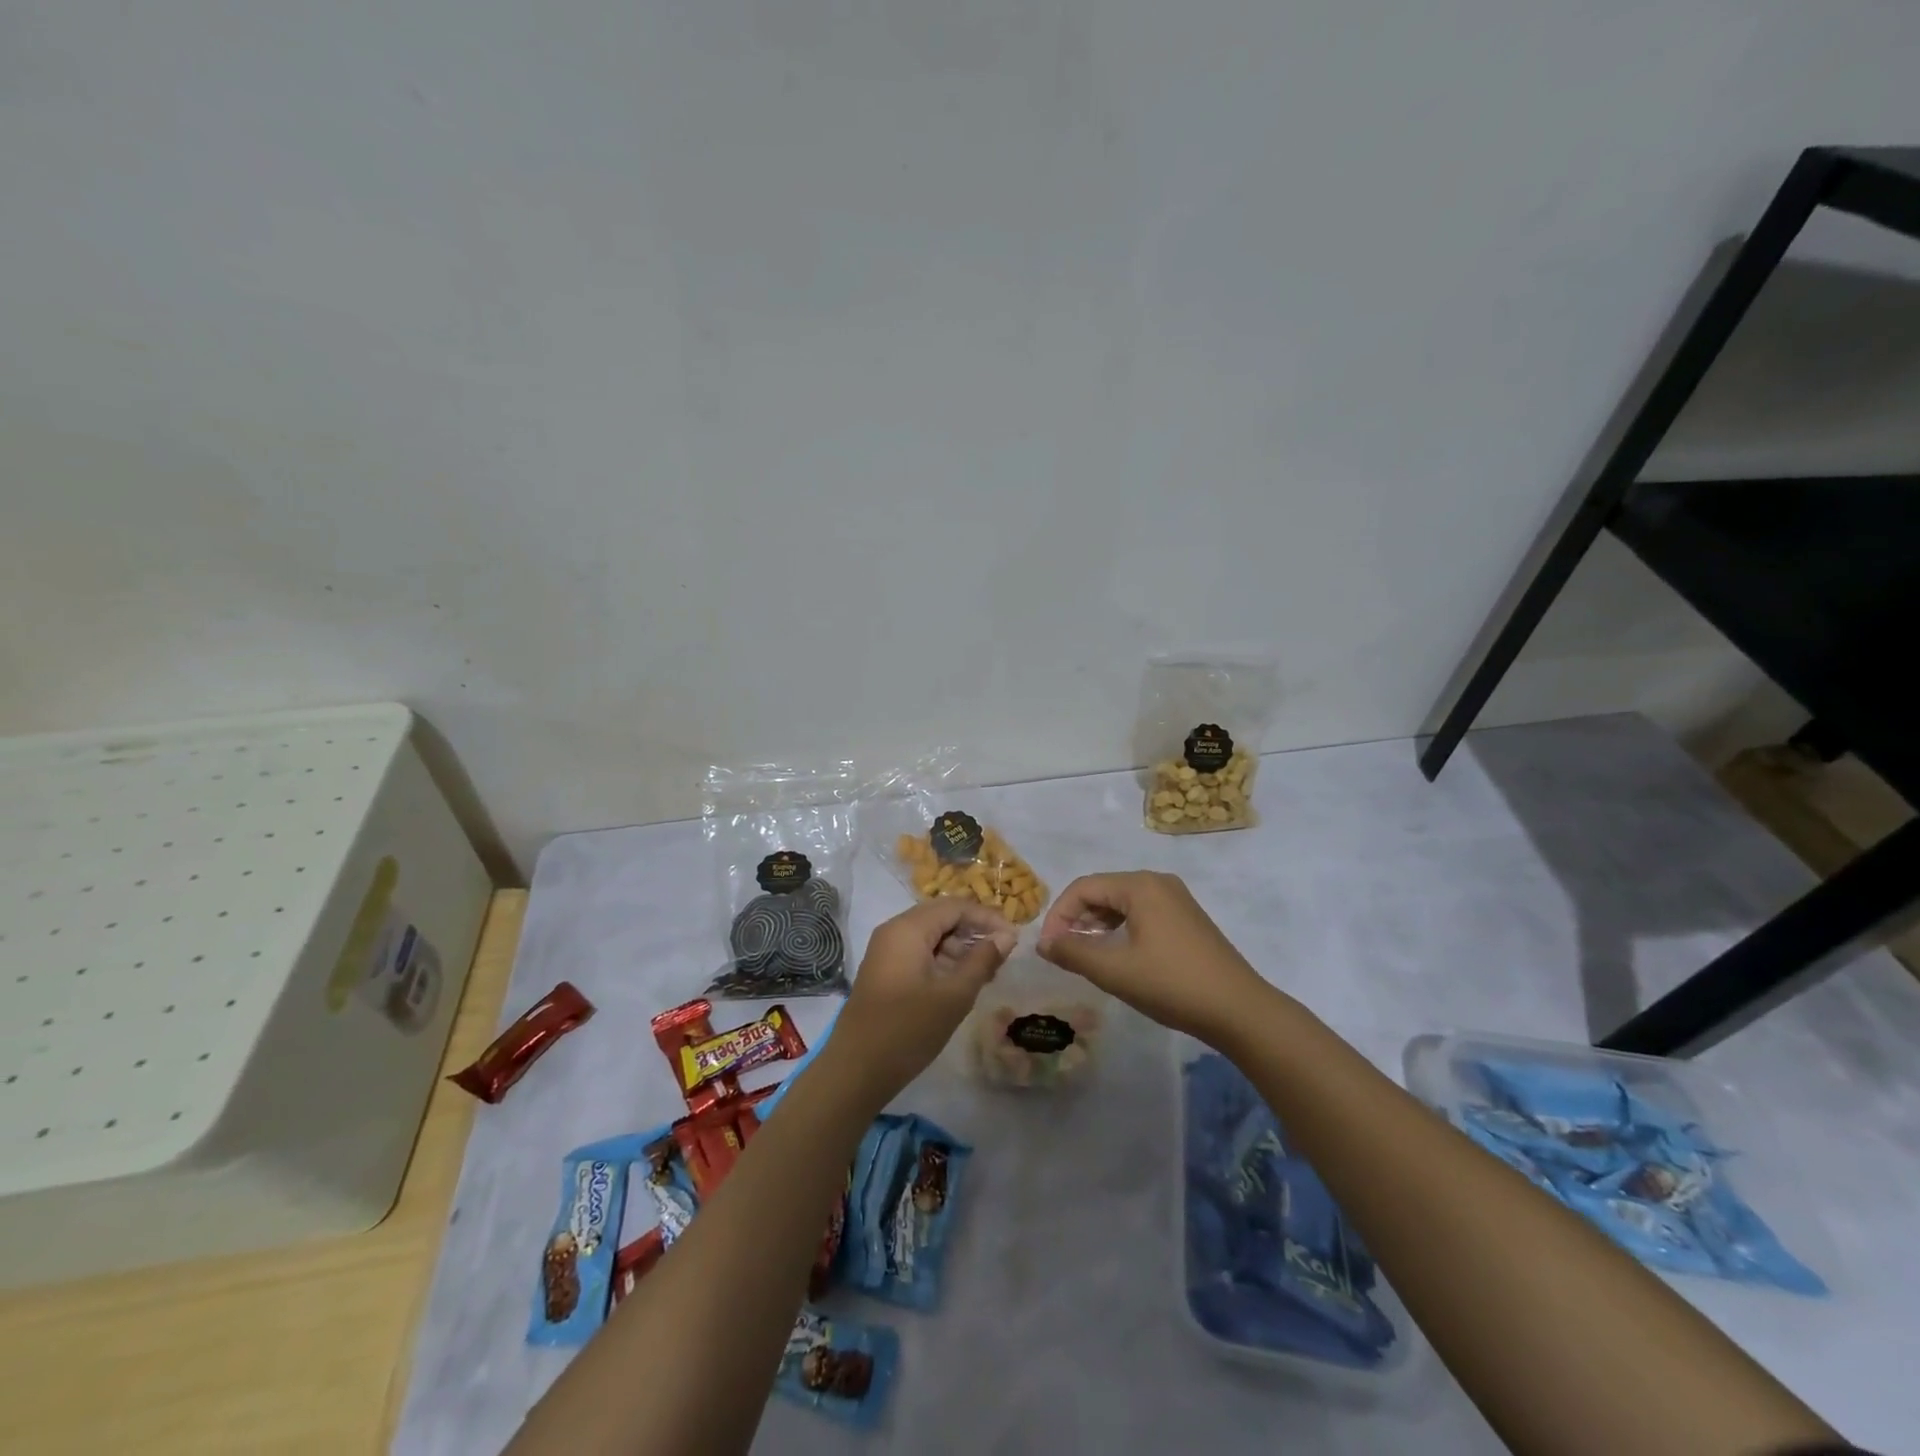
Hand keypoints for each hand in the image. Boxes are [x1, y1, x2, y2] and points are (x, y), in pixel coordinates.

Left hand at [826, 899, 1016, 1106]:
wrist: (855, 1071)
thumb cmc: (908, 1030)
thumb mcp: (953, 996)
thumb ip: (982, 961)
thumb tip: (1006, 937)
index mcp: (908, 928)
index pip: (955, 906)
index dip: (987, 917)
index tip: (1014, 937)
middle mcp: (894, 931)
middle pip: (942, 918)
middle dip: (974, 932)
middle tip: (1003, 956)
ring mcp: (886, 952)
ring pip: (931, 936)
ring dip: (960, 949)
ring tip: (988, 973)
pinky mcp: (885, 972)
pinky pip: (920, 953)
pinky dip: (943, 962)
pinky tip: (962, 983)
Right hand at [1037, 872, 1271, 1043]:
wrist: (1239, 1010)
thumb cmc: (1172, 985)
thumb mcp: (1115, 971)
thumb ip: (1073, 952)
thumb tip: (1043, 943)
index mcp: (1140, 886)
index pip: (1084, 887)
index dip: (1059, 914)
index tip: (1048, 947)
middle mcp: (1158, 883)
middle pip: (1103, 891)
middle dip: (1077, 919)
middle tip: (1062, 952)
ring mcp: (1176, 899)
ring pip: (1121, 903)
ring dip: (1097, 925)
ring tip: (1084, 955)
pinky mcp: (1186, 918)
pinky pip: (1141, 913)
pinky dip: (1120, 929)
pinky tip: (1116, 955)